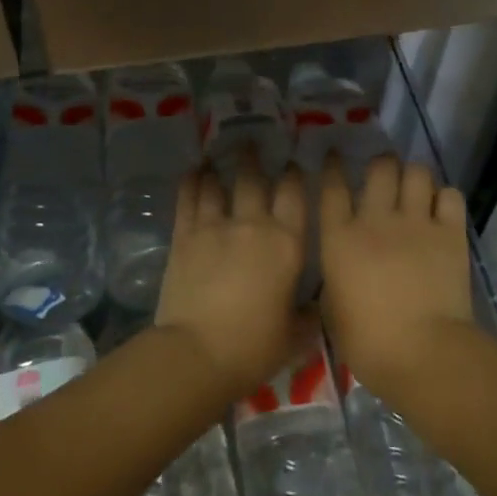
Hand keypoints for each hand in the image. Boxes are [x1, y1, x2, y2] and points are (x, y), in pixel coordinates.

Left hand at [154, 154, 307, 401]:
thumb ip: (306, 314)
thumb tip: (312, 304)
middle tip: (251, 142)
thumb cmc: (253, 347)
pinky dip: (191, 182)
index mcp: (287, 243)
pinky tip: (193, 172)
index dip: (294, 175)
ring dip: (218, 166)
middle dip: (253, 157)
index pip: (294, 195)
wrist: (197, 353)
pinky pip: (188, 199)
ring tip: (217, 154)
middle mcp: (253, 224)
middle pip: (253, 179)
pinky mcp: (184, 235)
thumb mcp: (294, 335)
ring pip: (218, 183)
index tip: (291, 164)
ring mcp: (215, 226)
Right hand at [319, 154, 475, 402]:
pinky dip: (445, 197)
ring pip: (417, 173)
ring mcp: (416, 223)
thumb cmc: (367, 342)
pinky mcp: (450, 233)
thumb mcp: (332, 310)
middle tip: (384, 172)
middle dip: (381, 164)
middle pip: (380, 168)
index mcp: (340, 238)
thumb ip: (334, 278)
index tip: (334, 156)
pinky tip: (441, 208)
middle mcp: (377, 220)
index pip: (332, 187)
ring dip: (414, 175)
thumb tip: (340, 269)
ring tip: (415, 186)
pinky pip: (450, 196)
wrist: (422, 352)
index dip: (332, 167)